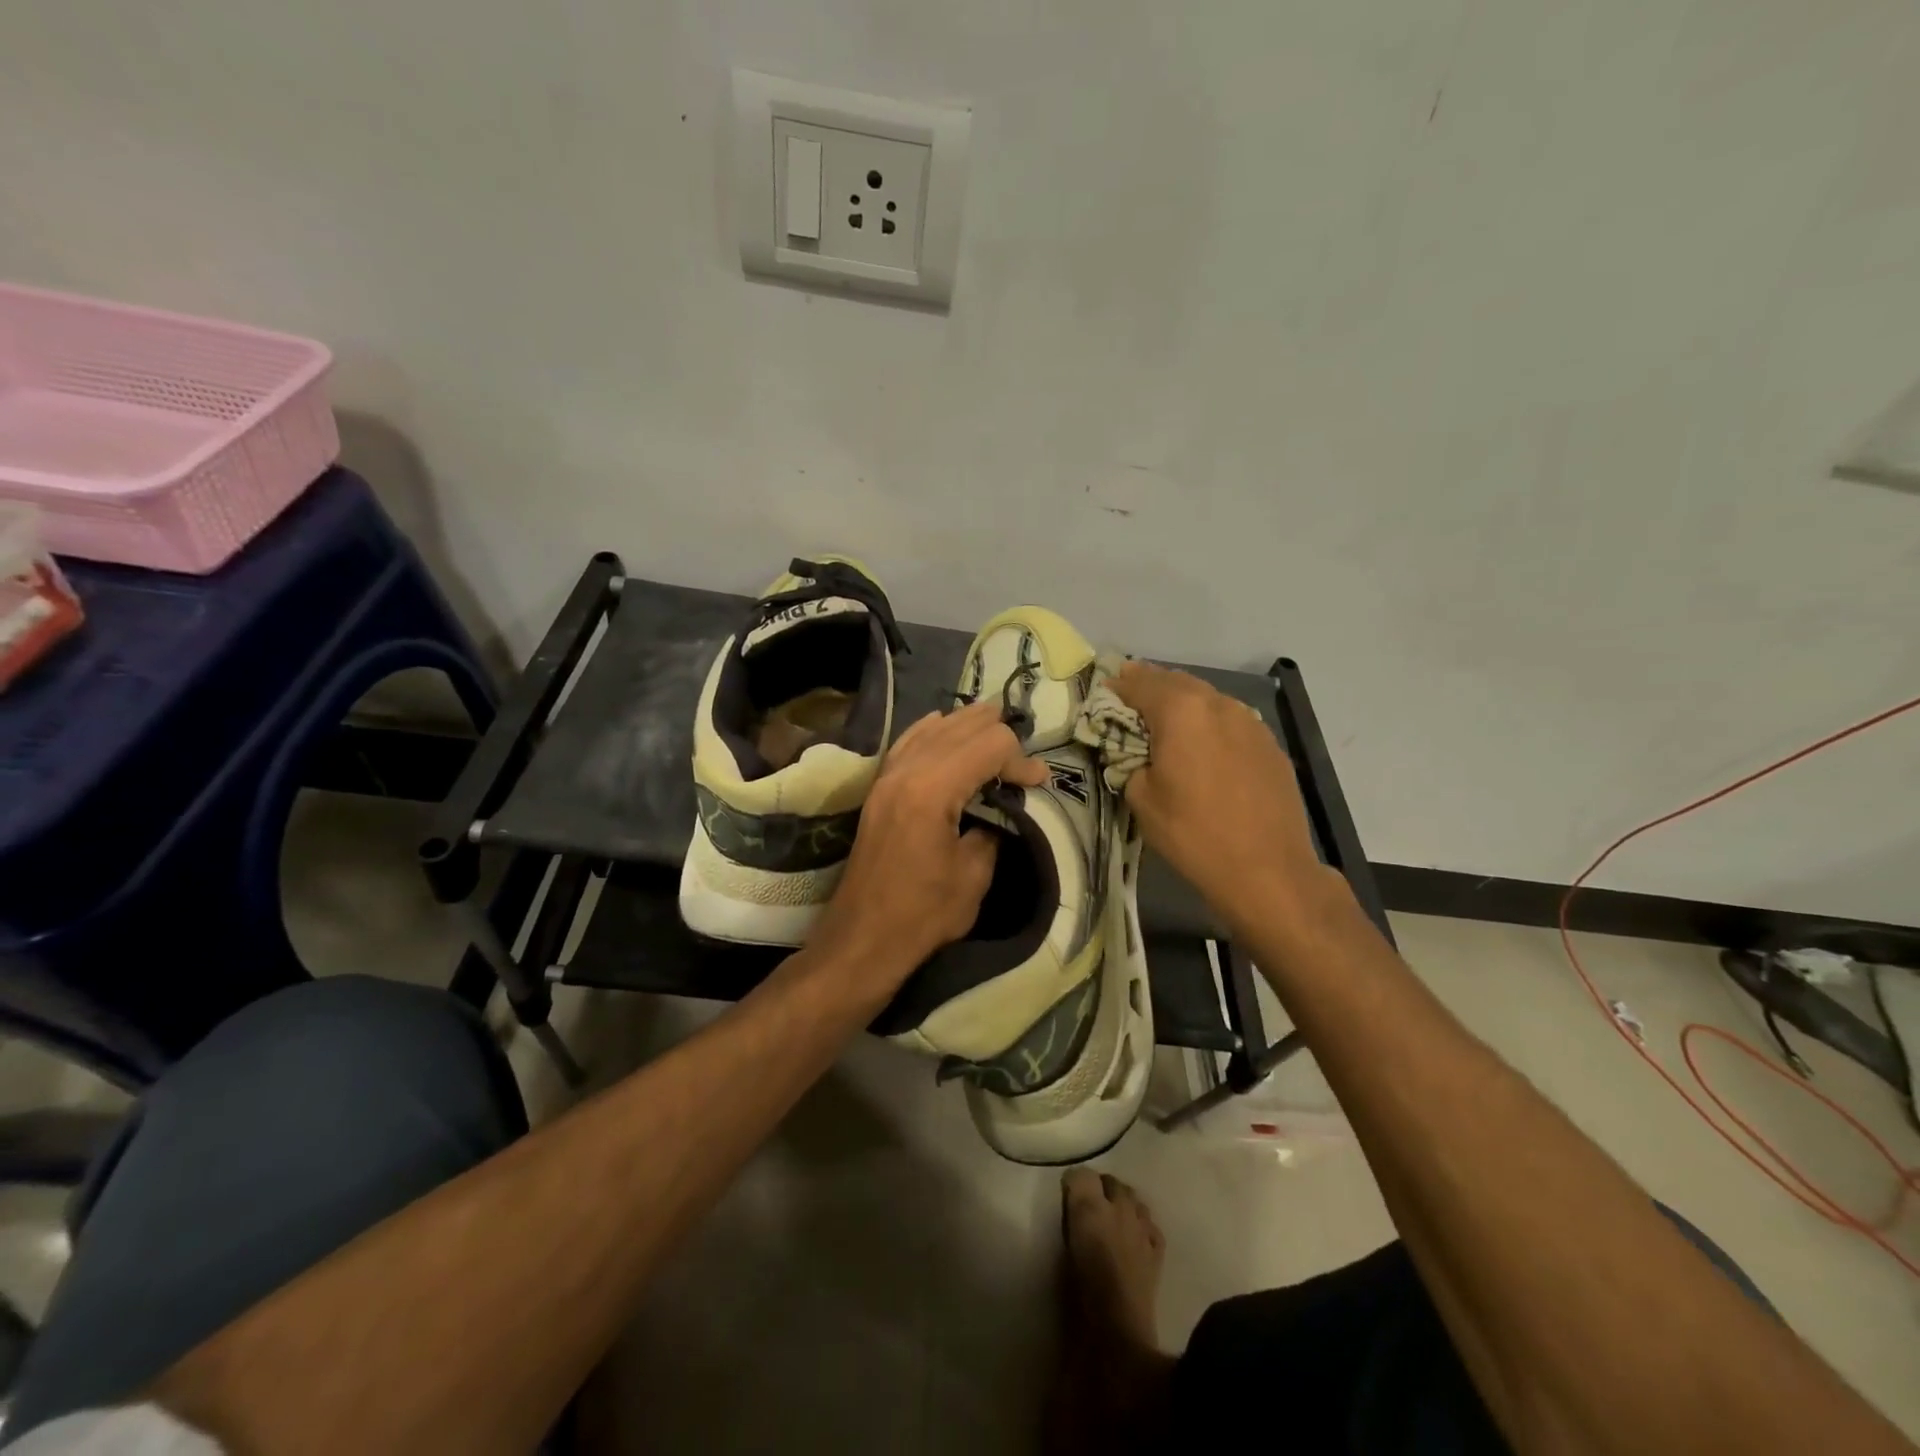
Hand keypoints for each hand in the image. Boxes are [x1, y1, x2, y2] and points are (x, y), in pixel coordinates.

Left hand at [807, 700, 1047, 989]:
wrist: (864, 937)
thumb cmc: (923, 913)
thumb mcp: (975, 873)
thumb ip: (994, 826)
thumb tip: (1002, 804)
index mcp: (932, 789)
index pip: (990, 745)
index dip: (1021, 759)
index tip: (1038, 783)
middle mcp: (907, 770)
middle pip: (962, 726)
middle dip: (998, 735)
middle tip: (1022, 763)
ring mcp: (887, 776)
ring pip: (933, 728)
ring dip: (967, 727)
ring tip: (996, 732)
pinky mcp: (879, 788)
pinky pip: (908, 742)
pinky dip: (932, 731)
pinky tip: (944, 725)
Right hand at [1110, 662, 1339, 937]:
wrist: (1267, 869)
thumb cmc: (1193, 833)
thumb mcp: (1141, 799)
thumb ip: (1132, 762)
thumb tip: (1137, 754)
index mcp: (1180, 711)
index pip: (1139, 683)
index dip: (1118, 685)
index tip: (1105, 690)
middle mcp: (1217, 704)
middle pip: (1176, 682)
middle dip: (1151, 686)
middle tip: (1131, 695)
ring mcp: (1250, 721)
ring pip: (1207, 698)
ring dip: (1183, 701)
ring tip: (1166, 718)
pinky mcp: (1270, 744)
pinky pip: (1231, 720)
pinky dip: (1210, 722)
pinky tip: (1205, 743)